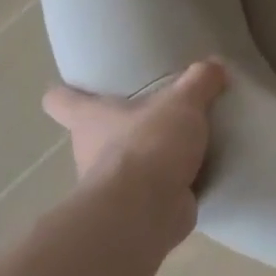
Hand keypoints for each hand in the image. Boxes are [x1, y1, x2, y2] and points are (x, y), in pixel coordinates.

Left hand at [42, 60, 228, 193]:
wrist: (147, 211)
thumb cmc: (149, 145)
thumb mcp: (182, 102)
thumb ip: (199, 81)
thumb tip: (215, 64)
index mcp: (89, 119)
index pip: (60, 100)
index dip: (68, 93)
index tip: (83, 88)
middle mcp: (89, 151)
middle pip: (95, 134)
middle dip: (122, 127)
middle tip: (156, 115)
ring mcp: (110, 185)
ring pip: (124, 165)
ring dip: (148, 158)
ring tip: (185, 145)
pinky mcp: (134, 209)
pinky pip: (151, 192)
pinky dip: (169, 186)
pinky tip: (197, 175)